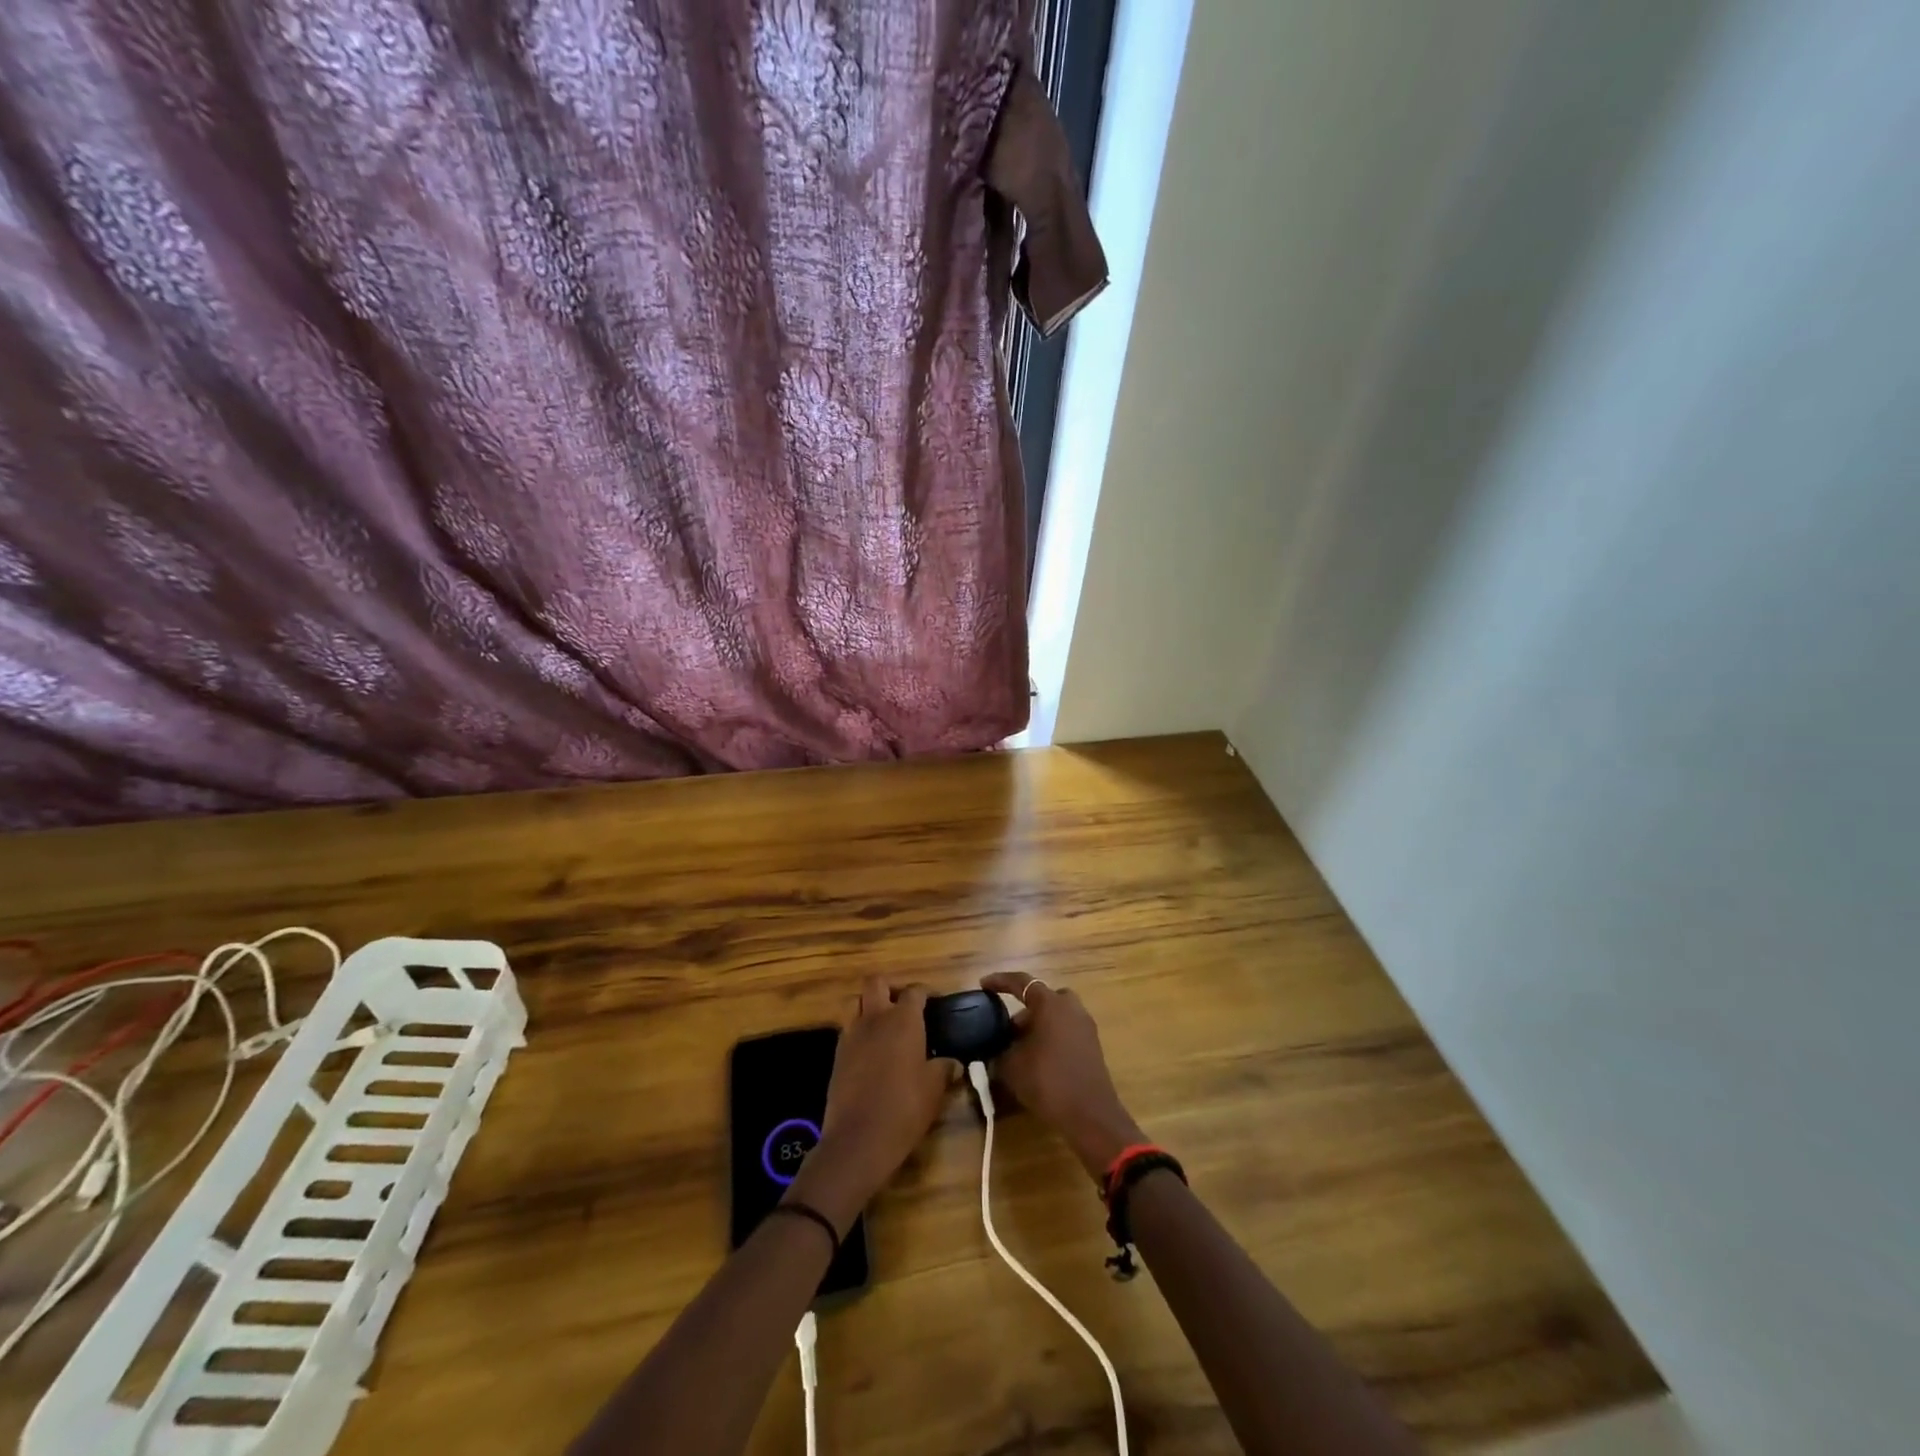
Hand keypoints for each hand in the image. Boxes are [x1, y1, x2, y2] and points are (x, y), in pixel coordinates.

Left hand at [787, 978, 954, 1230]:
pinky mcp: (837, 1055)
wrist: (858, 1138)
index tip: (936, 1003)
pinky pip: (848, 1029)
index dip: (926, 993)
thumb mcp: (934, 1089)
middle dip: (891, 987)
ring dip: (870, 1006)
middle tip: (904, 1006)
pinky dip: (860, 1031)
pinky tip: (872, 1052)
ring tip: (886, 1026)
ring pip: (856, 1002)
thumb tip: (954, 1063)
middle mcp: (875, 1018)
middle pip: (876, 982)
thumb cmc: (904, 1107)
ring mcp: (852, 1034)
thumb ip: (945, 1069)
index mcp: (903, 1020)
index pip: (914, 991)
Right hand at [980, 972, 1144, 1180]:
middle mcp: (1070, 1007)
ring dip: (1037, 1025)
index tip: (983, 985)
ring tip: (1020, 1048)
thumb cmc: (1048, 1082)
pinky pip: (1065, 1030)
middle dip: (1023, 1011)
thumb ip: (999, 1051)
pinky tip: (1038, 1060)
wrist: (1090, 1115)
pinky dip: (1050, 1037)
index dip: (1000, 981)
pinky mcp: (1092, 1045)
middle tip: (1006, 1030)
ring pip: (1055, 1015)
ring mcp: (1085, 1026)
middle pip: (1042, 999)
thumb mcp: (1011, 1066)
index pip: (1021, 982)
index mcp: (1050, 1004)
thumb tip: (995, 1048)